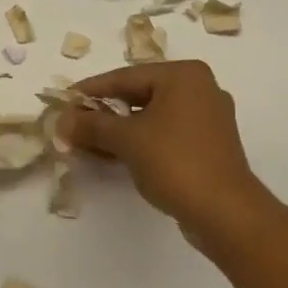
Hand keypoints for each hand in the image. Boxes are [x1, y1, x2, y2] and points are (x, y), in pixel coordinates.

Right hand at [61, 61, 269, 243]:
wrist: (225, 212)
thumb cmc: (175, 162)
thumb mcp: (127, 140)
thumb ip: (92, 125)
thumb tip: (62, 120)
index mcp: (184, 75)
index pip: (125, 76)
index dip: (91, 90)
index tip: (63, 101)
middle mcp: (200, 88)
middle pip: (140, 94)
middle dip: (105, 112)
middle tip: (74, 124)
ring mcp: (209, 118)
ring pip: (153, 116)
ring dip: (121, 129)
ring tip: (89, 142)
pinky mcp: (210, 145)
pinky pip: (167, 133)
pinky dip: (142, 141)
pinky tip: (117, 156)